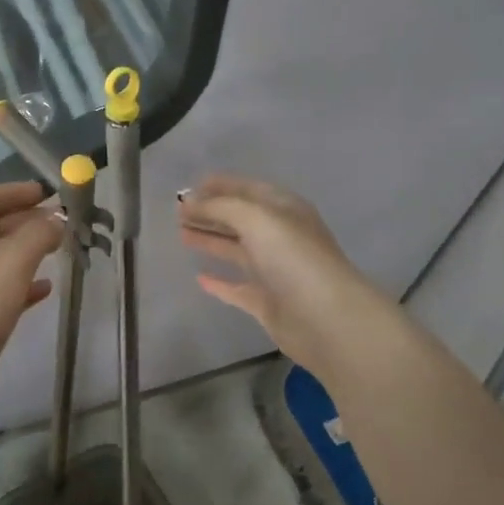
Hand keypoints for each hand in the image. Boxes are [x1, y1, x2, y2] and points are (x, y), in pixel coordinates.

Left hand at [0, 181, 63, 417]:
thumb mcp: (16, 257)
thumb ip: (40, 233)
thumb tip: (57, 219)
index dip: (12, 192)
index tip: (43, 193)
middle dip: (25, 220)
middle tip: (58, 222)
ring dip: (27, 251)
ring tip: (58, 250)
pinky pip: (2, 289)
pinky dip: (24, 284)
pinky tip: (46, 289)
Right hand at [178, 174, 397, 377]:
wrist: (326, 319)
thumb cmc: (293, 258)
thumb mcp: (256, 218)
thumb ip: (220, 207)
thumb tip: (190, 201)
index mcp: (284, 210)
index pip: (248, 190)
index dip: (220, 186)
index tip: (189, 188)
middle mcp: (280, 237)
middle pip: (240, 219)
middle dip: (210, 213)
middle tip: (177, 213)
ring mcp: (275, 271)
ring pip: (236, 250)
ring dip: (211, 240)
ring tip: (180, 235)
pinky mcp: (267, 303)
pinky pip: (238, 288)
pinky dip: (219, 282)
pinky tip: (199, 278)